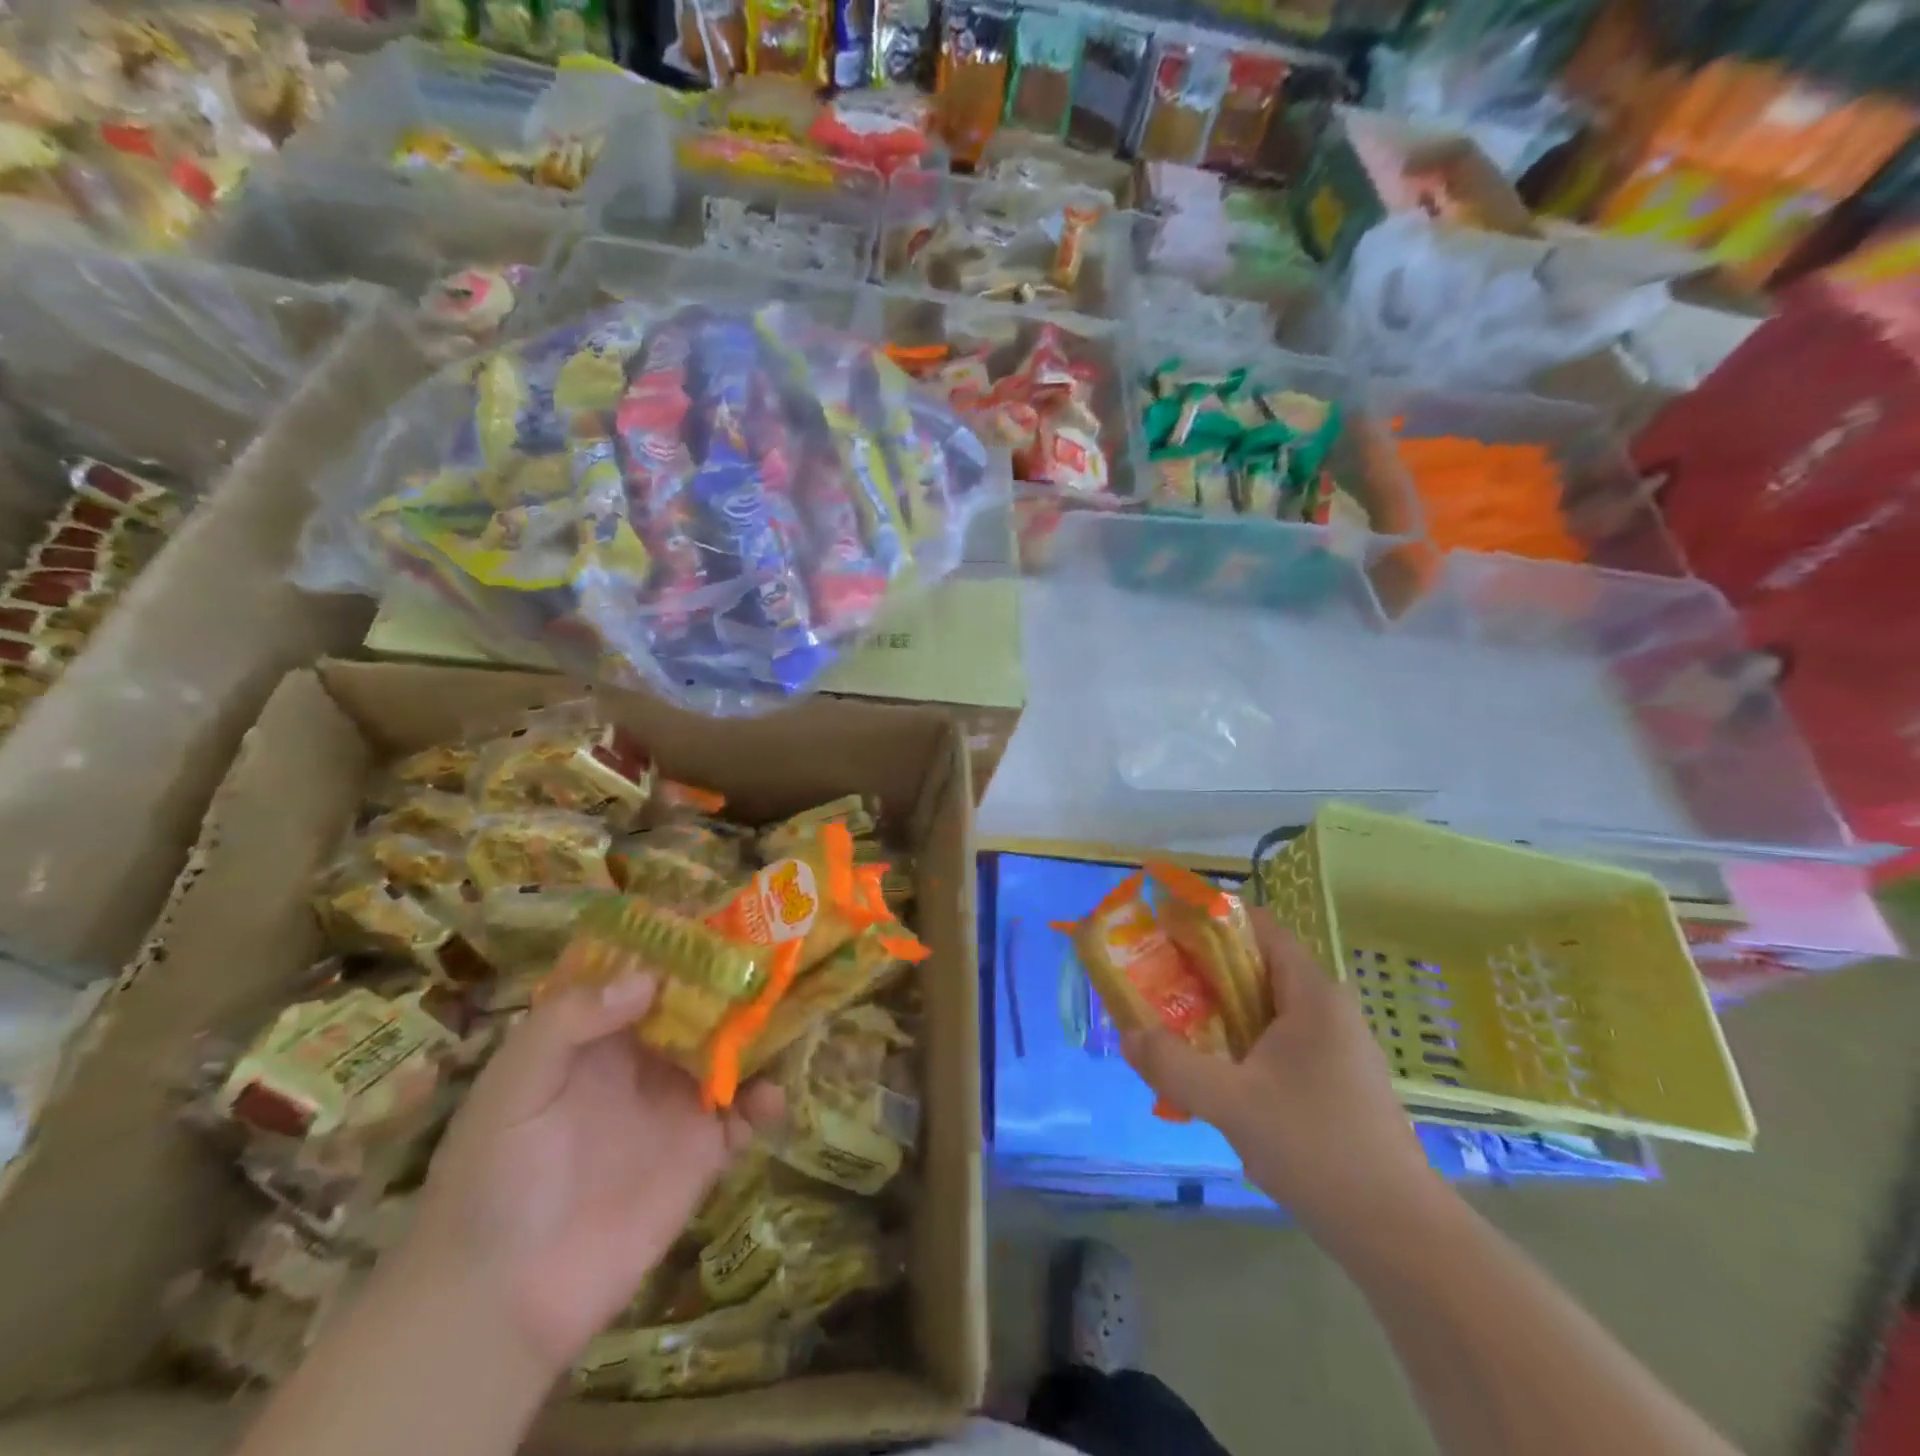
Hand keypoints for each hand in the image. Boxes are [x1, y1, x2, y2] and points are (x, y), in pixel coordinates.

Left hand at [404, 966, 782, 1375]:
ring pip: (732, 1051)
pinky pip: (744, 1117)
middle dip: (736, 978)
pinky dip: (766, 1101)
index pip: (648, 974)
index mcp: (600, 1035)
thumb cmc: (492, 1178)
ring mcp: (677, 1105)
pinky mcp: (701, 1155)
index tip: (723, 917)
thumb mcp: (513, 1086)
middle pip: (701, 1005)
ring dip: (762, 1031)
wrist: (499, 1302)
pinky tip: (771, 1096)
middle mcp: (646, 1060)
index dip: (682, 945)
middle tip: (778, 952)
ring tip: (795, 1007)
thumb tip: (649, 979)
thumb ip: (569, 1022)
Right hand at [1122, 909, 1446, 1247]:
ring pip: (1264, 1007)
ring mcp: (1334, 1047)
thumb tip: (1128, 1034)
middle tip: (1156, 979)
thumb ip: (1173, 1066)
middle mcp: (1326, 1009)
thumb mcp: (1232, 1104)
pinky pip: (1275, 1040)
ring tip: (1172, 1024)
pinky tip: (1211, 1073)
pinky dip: (1239, 1042)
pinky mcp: (1333, 1080)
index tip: (1165, 929)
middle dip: (1203, 969)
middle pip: (1256, 966)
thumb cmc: (1317, 1149)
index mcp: (1312, 995)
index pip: (1259, 928)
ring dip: (1218, 1010)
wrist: (1399, 1234)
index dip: (1211, 921)